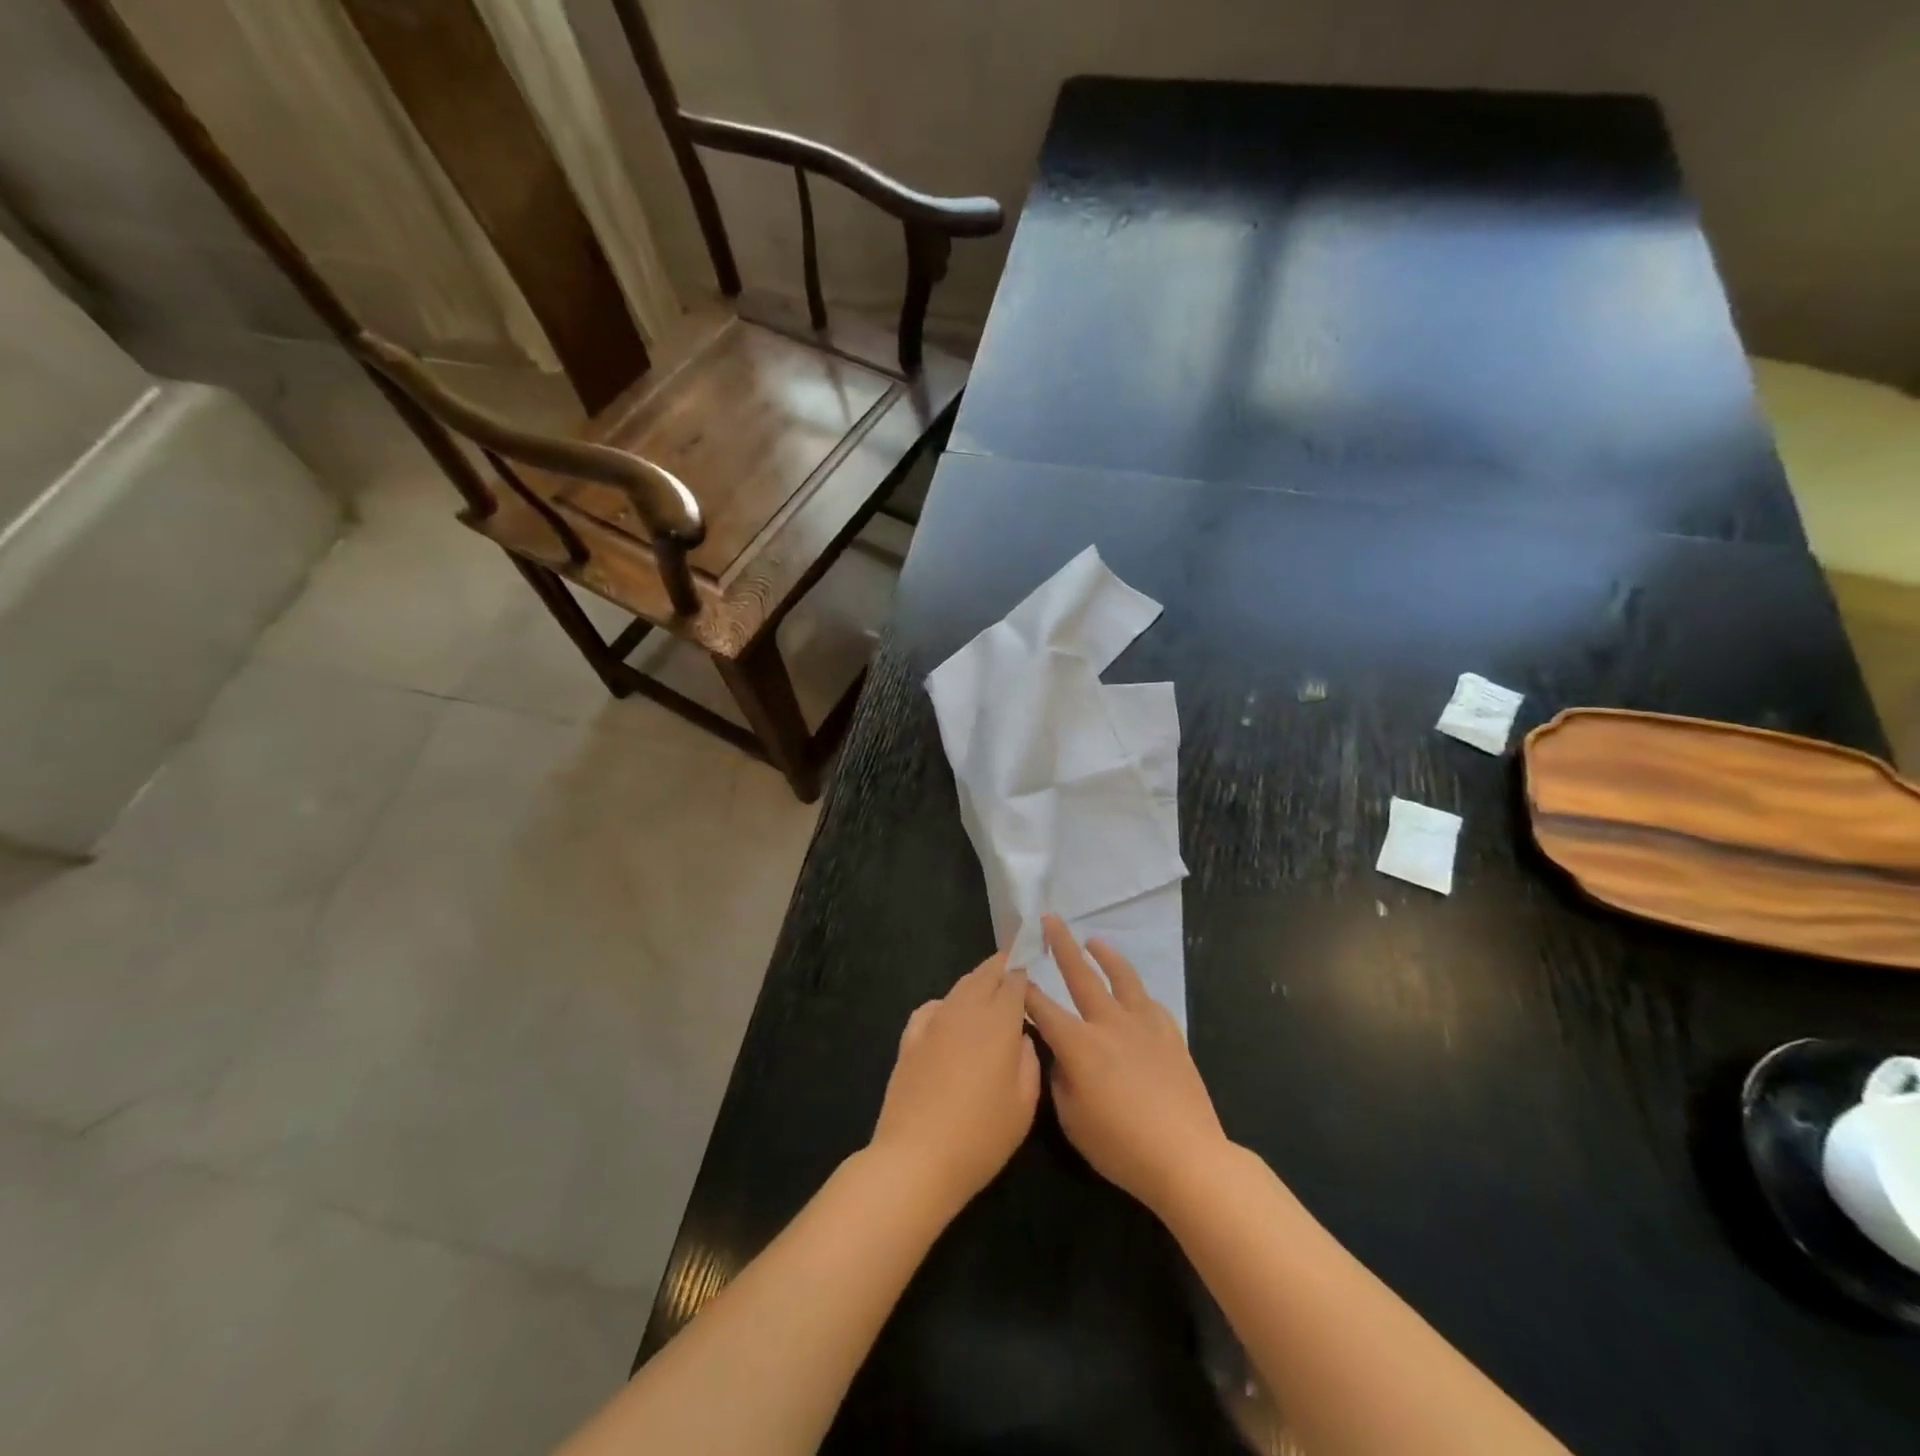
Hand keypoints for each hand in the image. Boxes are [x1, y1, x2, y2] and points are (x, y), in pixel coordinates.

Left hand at [870, 952, 1040, 1216]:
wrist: (916, 1158)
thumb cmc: (980, 1136)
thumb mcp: (1024, 1105)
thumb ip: (1029, 1061)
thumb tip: (1021, 1038)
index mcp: (998, 1022)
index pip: (1013, 980)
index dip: (1023, 969)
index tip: (1032, 960)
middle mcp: (965, 1011)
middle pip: (984, 975)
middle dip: (1000, 965)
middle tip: (1012, 962)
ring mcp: (933, 1022)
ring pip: (958, 988)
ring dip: (975, 982)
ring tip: (987, 986)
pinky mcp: (909, 1039)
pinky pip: (932, 1008)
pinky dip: (946, 1003)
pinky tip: (948, 1016)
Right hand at [1024, 916, 1230, 1215]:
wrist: (1187, 1157)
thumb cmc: (1122, 1147)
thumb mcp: (1073, 1121)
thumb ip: (1060, 1081)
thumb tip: (1062, 1058)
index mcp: (1079, 1044)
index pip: (1043, 1008)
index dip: (1025, 990)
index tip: (1014, 971)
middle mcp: (1108, 1023)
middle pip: (1081, 975)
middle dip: (1063, 945)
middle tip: (1051, 920)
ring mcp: (1143, 1025)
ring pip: (1122, 977)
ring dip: (1105, 955)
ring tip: (1094, 940)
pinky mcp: (1170, 1035)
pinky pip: (1149, 1002)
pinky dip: (1135, 991)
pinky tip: (1132, 992)